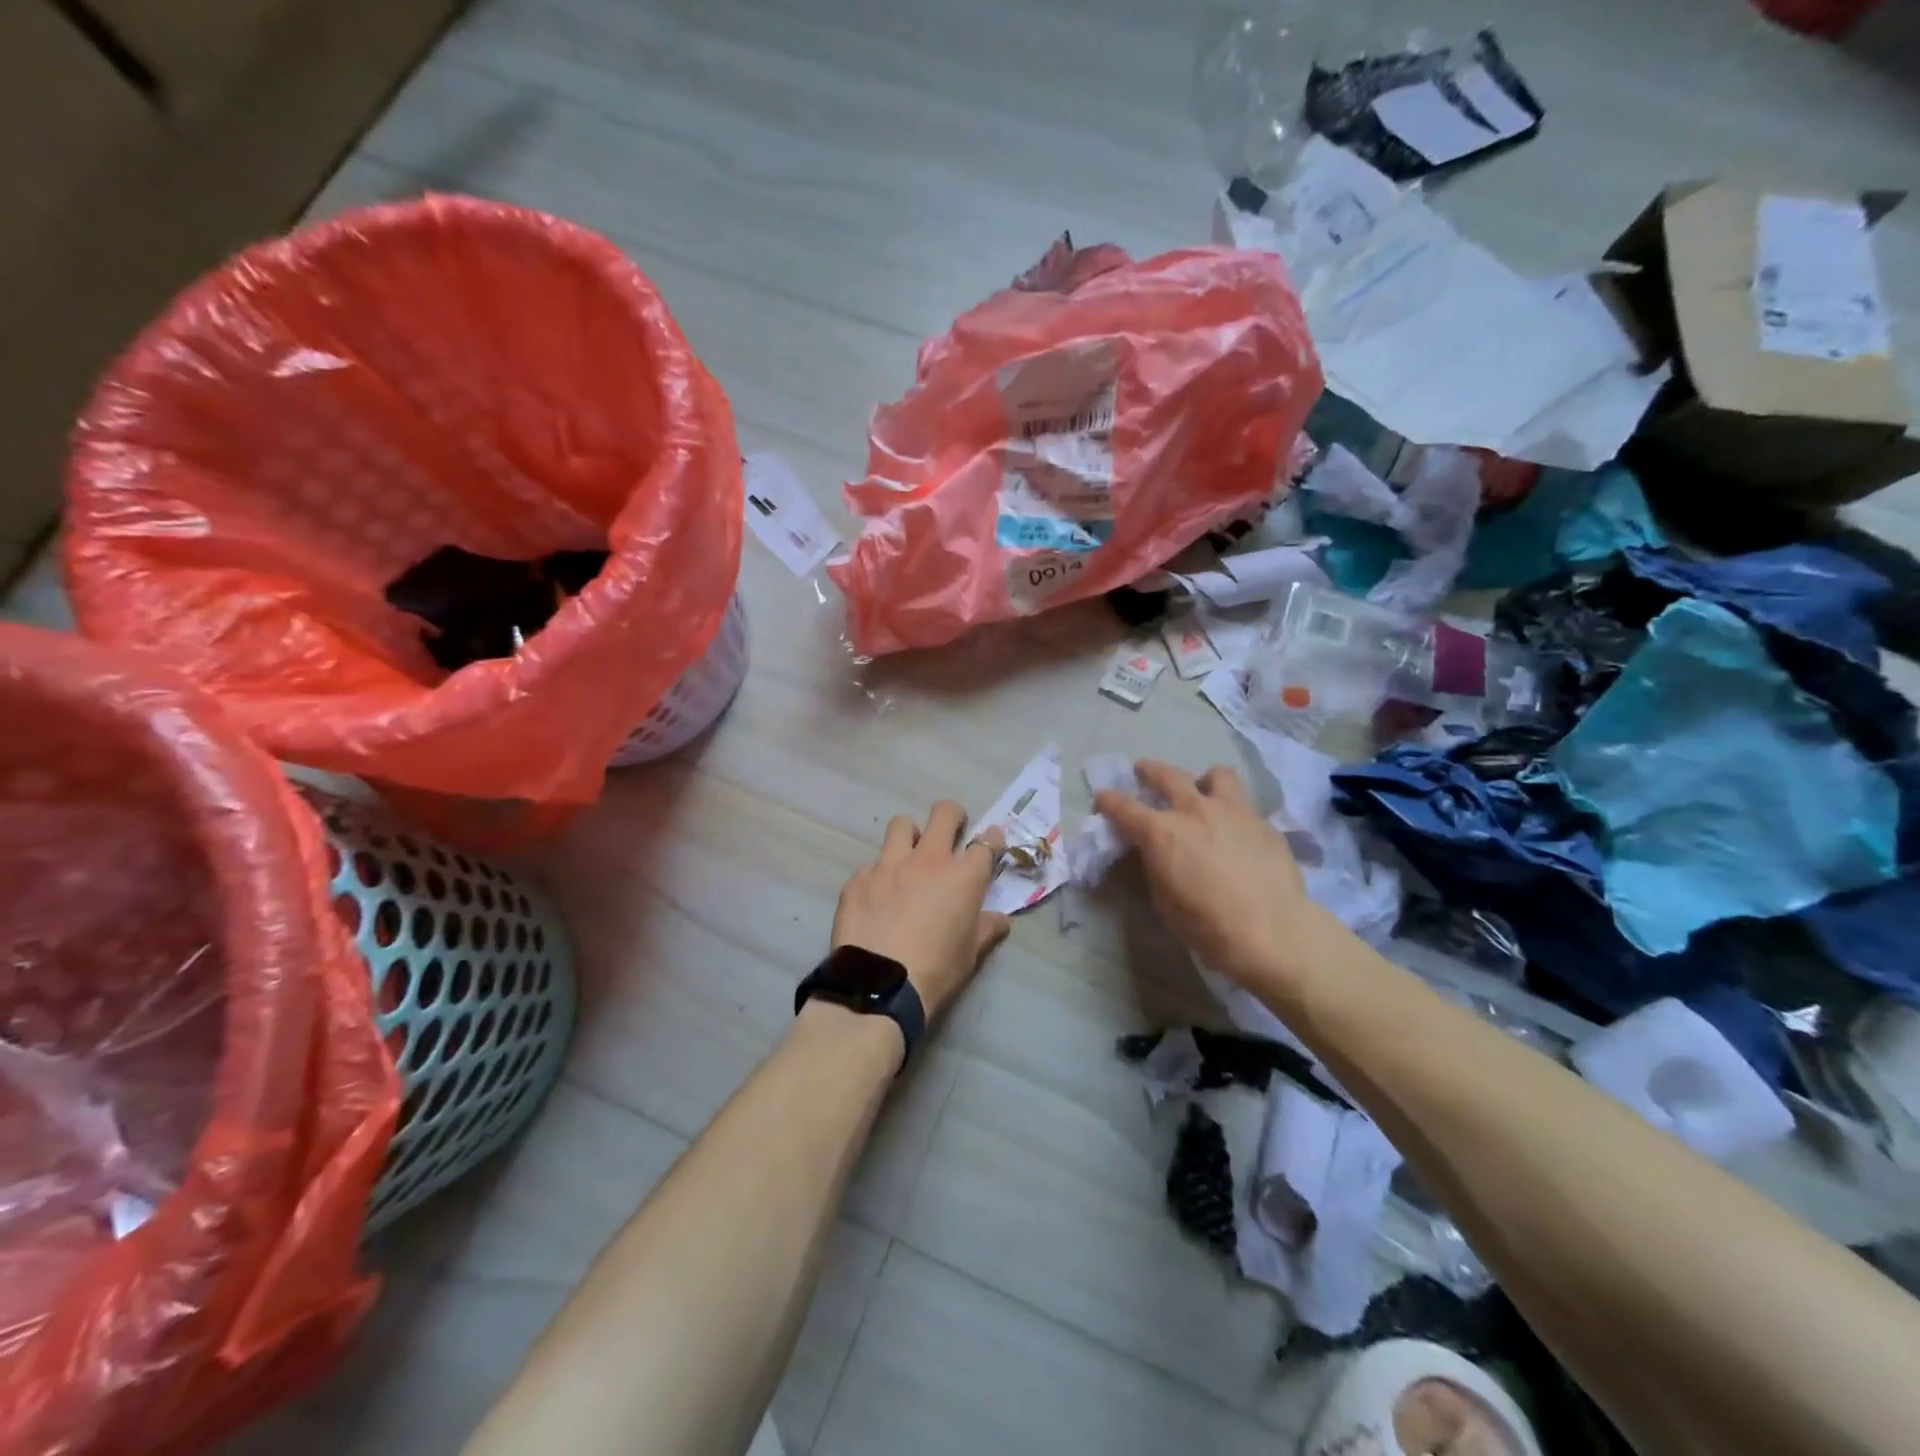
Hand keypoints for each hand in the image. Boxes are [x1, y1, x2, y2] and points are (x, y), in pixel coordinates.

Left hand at [832, 801, 1010, 1021]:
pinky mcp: (858, 878)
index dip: (992, 840)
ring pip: (901, 825)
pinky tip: (876, 897)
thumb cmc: (936, 971)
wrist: (879, 985)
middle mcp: (927, 859)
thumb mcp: (970, 955)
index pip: (986, 843)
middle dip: (952, 816)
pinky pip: (871, 865)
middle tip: (952, 831)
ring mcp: (889, 865)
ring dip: (910, 835)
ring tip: (909, 855)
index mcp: (963, 876)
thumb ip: (986, 930)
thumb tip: (1000, 919)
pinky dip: (878, 875)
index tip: (991, 842)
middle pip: (944, 814)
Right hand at [1094, 761, 1333, 988]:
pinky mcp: (1263, 822)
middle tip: (1143, 771)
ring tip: (1204, 791)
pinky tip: (1236, 830)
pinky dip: (1233, 810)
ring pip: (1216, 775)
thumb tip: (1152, 852)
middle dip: (1149, 771)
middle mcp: (1194, 810)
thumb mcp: (1163, 899)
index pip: (1124, 807)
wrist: (1271, 931)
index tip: (1102, 798)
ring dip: (1203, 780)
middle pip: (1166, 775)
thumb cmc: (1206, 924)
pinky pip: (1244, 804)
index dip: (1108, 801)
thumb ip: (1154, 865)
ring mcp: (1233, 811)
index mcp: (1161, 832)